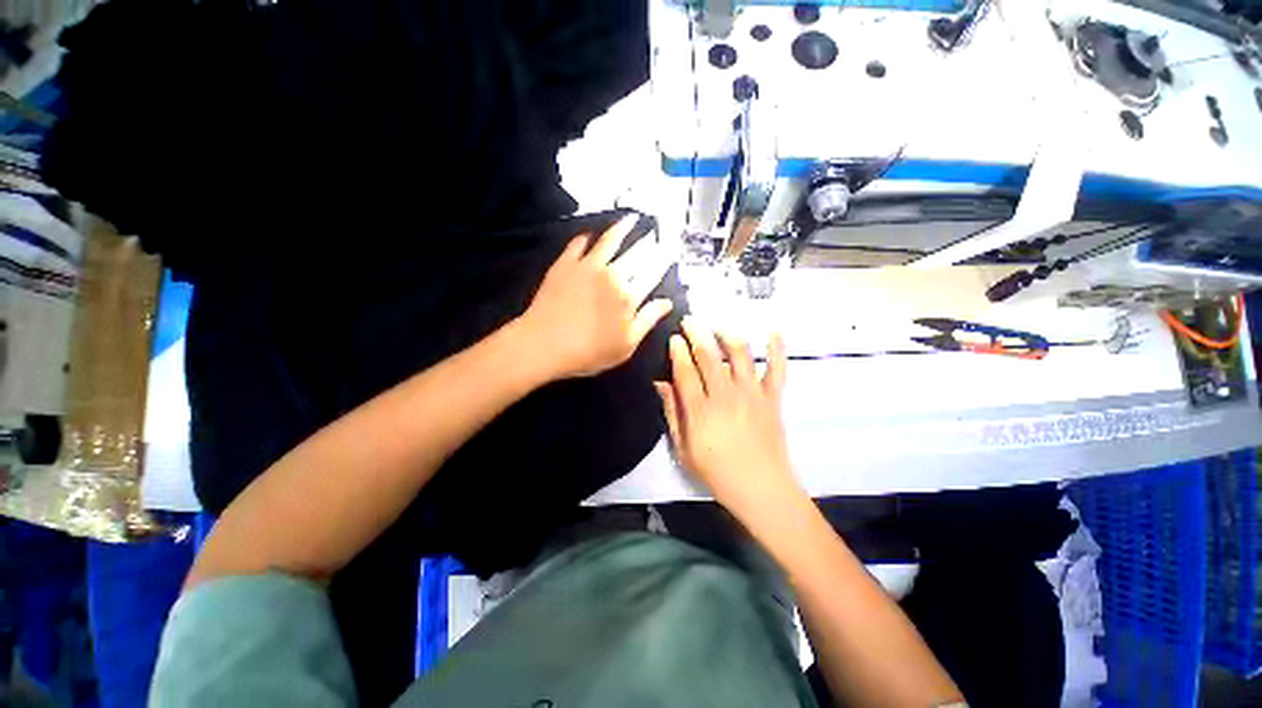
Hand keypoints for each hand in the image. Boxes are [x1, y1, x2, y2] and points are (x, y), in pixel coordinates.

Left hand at [518, 214, 673, 380]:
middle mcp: (612, 275)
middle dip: (648, 242)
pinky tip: (591, 234)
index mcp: (629, 297)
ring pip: (610, 241)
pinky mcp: (565, 264)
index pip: (652, 274)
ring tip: (632, 218)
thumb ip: (647, 320)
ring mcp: (587, 266)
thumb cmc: (589, 352)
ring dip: (623, 227)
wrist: (543, 345)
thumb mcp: (626, 345)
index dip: (663, 261)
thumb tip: (667, 302)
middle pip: (635, 254)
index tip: (671, 250)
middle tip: (656, 232)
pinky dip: (587, 237)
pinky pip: (578, 244)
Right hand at [655, 320, 797, 524]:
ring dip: (728, 334)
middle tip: (690, 321)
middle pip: (709, 355)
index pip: (685, 371)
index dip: (678, 351)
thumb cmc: (717, 472)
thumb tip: (661, 384)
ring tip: (719, 327)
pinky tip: (773, 331)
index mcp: (700, 410)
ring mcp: (752, 394)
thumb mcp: (684, 449)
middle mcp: (725, 395)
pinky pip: (777, 368)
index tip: (674, 337)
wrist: (761, 488)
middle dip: (697, 333)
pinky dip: (777, 348)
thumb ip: (672, 413)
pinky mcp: (772, 398)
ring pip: (740, 354)